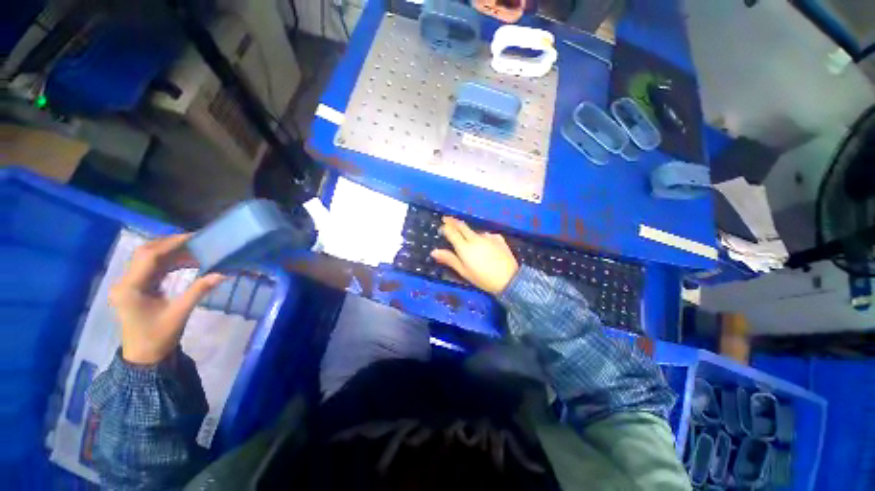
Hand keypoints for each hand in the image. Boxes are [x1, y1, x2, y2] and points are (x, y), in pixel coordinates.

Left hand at [109, 234, 225, 364]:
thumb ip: (198, 291)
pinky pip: (152, 268)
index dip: (172, 243)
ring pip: (149, 259)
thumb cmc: (158, 337)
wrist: (144, 357)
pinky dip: (169, 262)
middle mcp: (126, 281)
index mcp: (131, 287)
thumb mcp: (180, 313)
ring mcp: (129, 284)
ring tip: (196, 251)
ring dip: (172, 253)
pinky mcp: (136, 288)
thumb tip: (222, 273)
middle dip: (171, 244)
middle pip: (146, 253)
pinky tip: (186, 262)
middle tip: (197, 241)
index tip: (195, 237)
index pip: (149, 256)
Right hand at [431, 217, 518, 294]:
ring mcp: (488, 236)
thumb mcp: (464, 271)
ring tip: (470, 243)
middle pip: (462, 226)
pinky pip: (486, 235)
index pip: (451, 232)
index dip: (445, 227)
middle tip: (447, 219)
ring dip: (469, 233)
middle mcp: (475, 238)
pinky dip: (482, 238)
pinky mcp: (498, 238)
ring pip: (474, 231)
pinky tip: (485, 246)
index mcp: (465, 247)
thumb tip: (434, 251)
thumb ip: (449, 259)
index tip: (441, 226)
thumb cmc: (483, 278)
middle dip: (453, 221)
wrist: (509, 279)